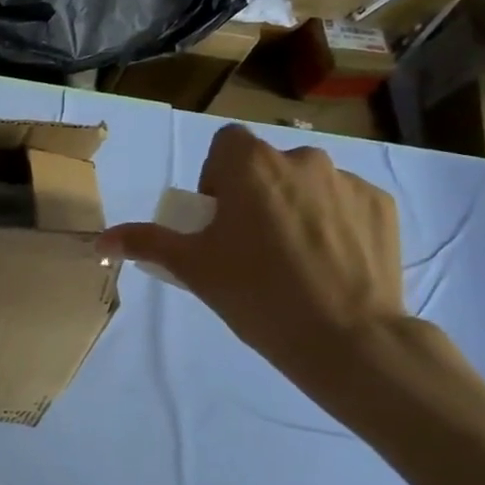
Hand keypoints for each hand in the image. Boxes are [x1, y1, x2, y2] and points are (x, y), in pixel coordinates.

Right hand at [97, 125, 405, 379]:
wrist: (348, 338)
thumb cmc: (256, 294)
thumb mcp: (192, 268)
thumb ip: (146, 242)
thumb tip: (101, 239)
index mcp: (251, 165)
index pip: (225, 145)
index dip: (217, 178)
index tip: (219, 219)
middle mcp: (302, 159)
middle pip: (266, 164)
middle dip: (256, 194)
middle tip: (252, 245)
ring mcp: (348, 181)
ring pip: (307, 183)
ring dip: (295, 206)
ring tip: (296, 258)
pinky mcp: (383, 206)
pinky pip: (345, 203)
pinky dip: (334, 222)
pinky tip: (330, 264)